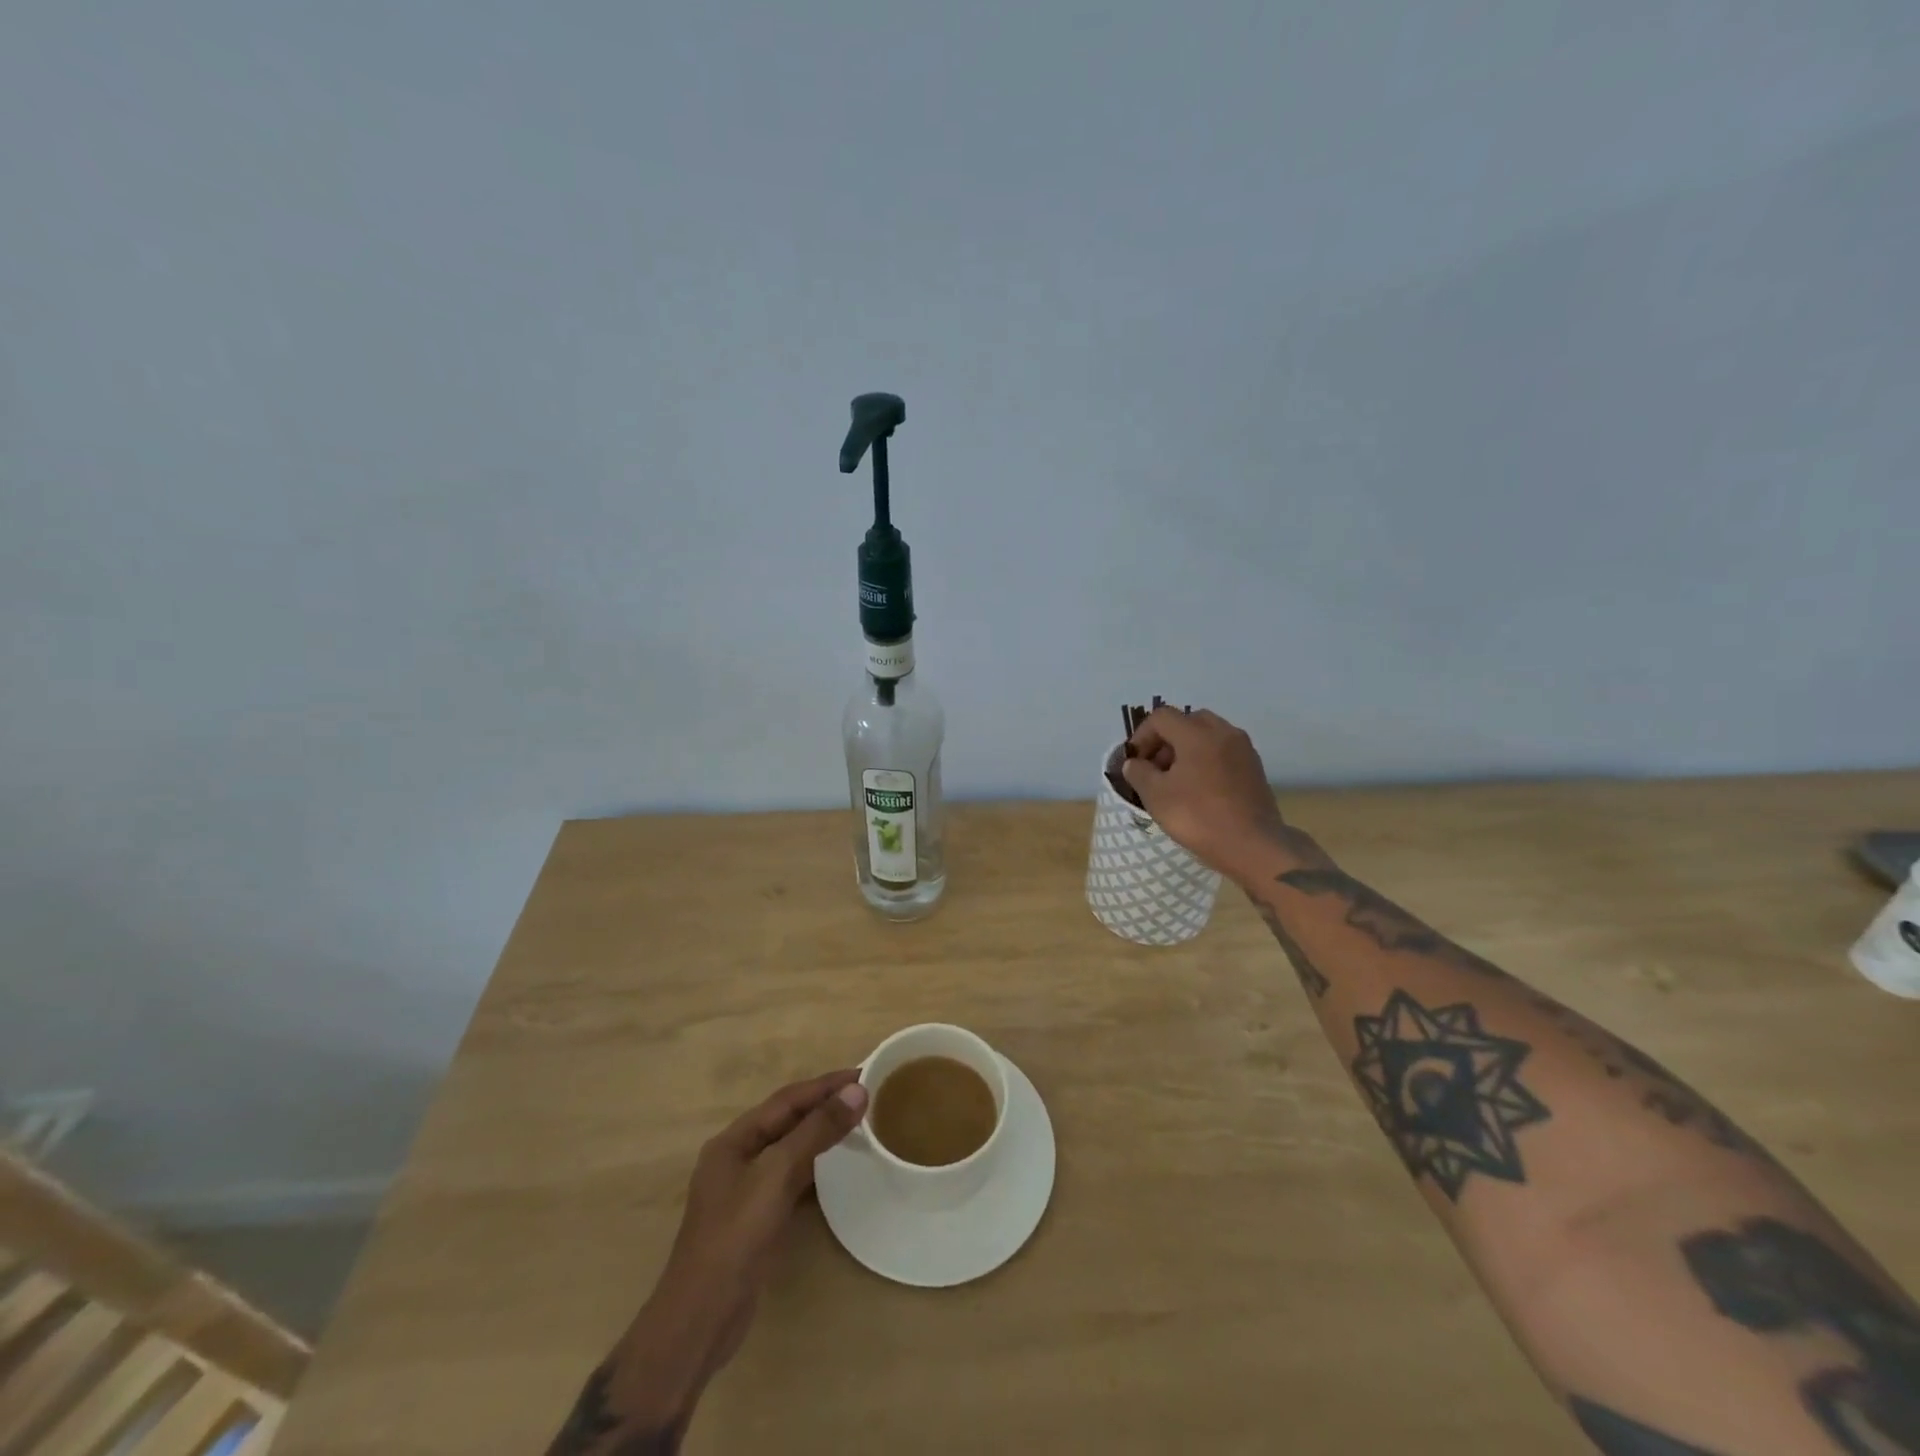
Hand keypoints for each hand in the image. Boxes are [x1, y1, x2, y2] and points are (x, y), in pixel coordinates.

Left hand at [568, 1072, 866, 1450]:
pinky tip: (836, 1165)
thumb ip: (816, 1131)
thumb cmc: (736, 1236)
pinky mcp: (757, 1218)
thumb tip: (857, 1091)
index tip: (863, 1073)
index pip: (787, 1099)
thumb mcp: (777, 1175)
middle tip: (866, 1094)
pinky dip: (815, 1164)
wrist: (701, 1319)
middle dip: (824, 1104)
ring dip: (821, 1132)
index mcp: (734, 1140)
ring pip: (790, 1148)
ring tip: (857, 1121)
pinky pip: (791, 1176)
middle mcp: (737, 1157)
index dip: (825, 1085)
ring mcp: (745, 1190)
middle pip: (787, 1120)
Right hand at [1123, 707, 1293, 879]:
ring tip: (1177, 780)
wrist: (1253, 846)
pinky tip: (1200, 789)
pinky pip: (1224, 751)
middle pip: (1187, 721)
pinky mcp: (1255, 768)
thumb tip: (1134, 763)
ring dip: (1187, 749)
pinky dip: (1207, 759)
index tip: (1135, 762)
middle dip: (1166, 740)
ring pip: (1208, 735)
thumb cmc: (1198, 816)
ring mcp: (1243, 749)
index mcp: (1197, 733)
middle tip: (1156, 768)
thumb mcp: (1156, 796)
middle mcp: (1223, 732)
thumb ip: (1139, 773)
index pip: (1161, 717)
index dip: (1142, 736)